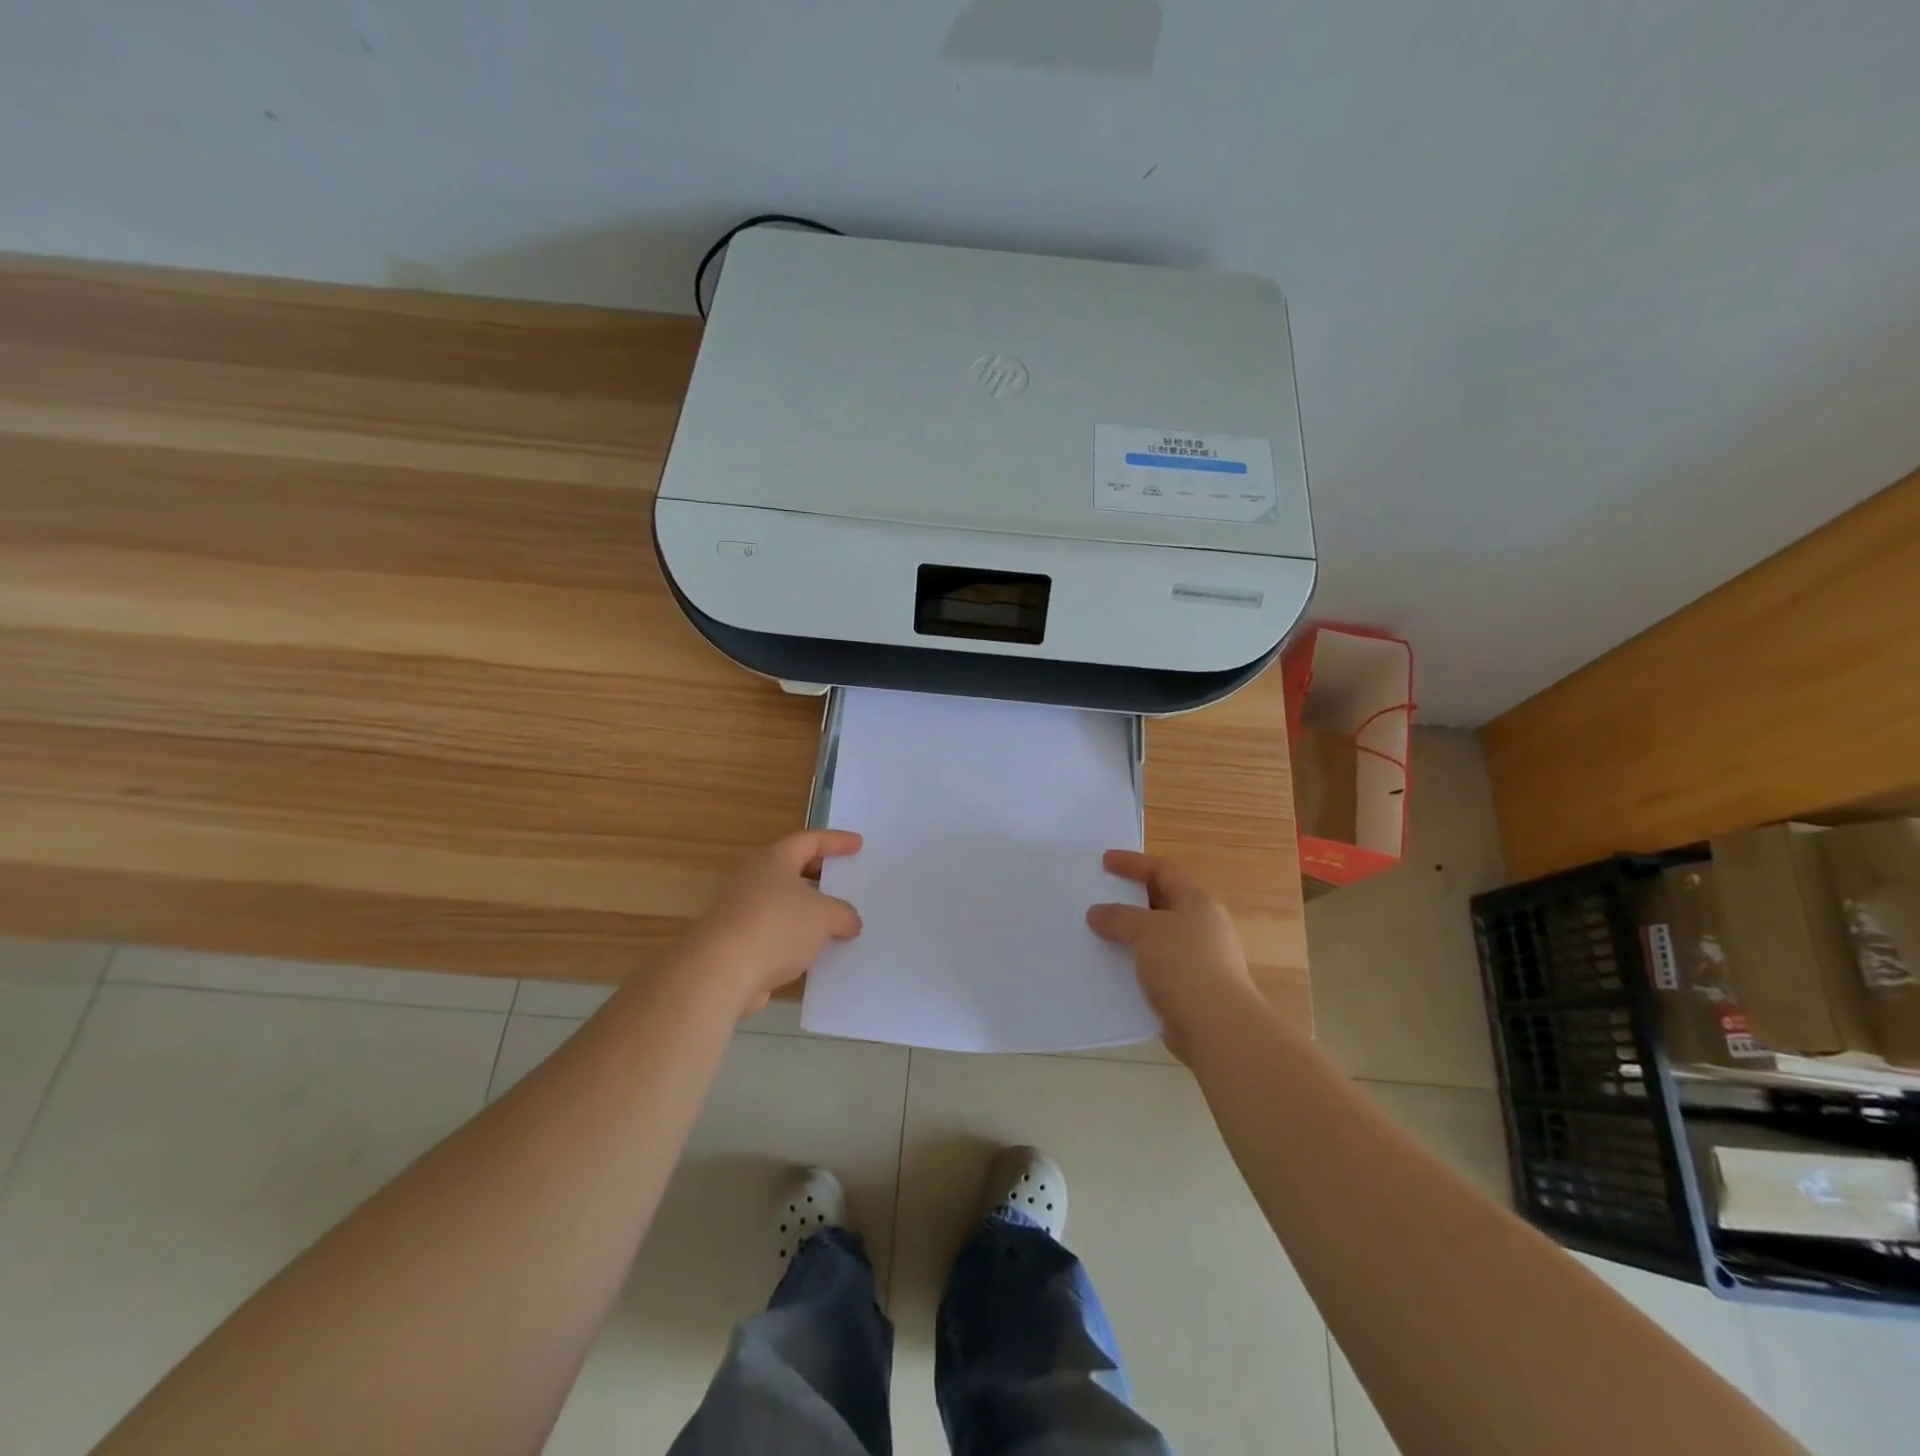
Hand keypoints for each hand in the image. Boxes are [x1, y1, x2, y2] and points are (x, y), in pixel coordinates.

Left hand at [680, 830, 863, 1016]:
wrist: (721, 972)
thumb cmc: (777, 927)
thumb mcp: (825, 916)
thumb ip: (843, 914)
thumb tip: (849, 921)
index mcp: (774, 860)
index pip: (809, 840)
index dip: (836, 841)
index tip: (858, 844)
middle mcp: (754, 879)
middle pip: (792, 869)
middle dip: (819, 874)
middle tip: (843, 878)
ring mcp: (742, 912)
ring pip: (783, 903)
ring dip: (808, 910)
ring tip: (835, 920)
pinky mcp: (738, 943)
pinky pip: (775, 932)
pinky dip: (796, 937)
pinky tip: (814, 952)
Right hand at [1086, 850, 1256, 1061]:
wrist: (1216, 1027)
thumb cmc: (1185, 965)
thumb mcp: (1147, 930)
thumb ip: (1119, 917)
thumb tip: (1097, 913)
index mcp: (1198, 903)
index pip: (1163, 871)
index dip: (1134, 863)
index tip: (1104, 861)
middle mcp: (1201, 927)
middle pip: (1161, 903)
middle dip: (1129, 899)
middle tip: (1098, 895)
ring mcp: (1196, 960)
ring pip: (1155, 937)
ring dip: (1128, 934)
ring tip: (1096, 932)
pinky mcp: (1187, 989)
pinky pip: (1153, 967)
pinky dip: (1132, 963)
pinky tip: (1109, 968)